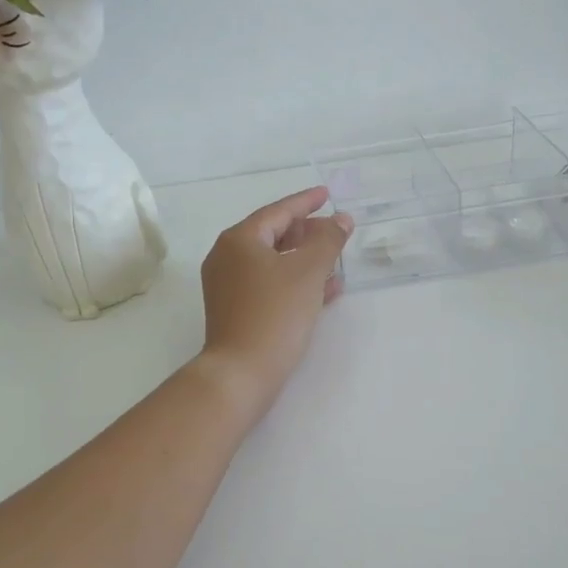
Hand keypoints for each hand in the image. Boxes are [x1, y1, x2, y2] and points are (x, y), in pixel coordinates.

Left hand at [197, 188, 352, 417]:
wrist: (241, 373)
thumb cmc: (274, 314)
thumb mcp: (308, 272)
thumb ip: (328, 241)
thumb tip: (340, 219)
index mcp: (239, 240)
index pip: (278, 211)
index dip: (306, 202)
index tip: (327, 194)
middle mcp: (227, 257)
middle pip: (272, 235)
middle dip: (306, 232)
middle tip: (333, 229)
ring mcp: (228, 286)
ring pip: (272, 262)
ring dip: (304, 259)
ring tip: (335, 259)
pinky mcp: (235, 310)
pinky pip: (269, 285)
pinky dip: (295, 282)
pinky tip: (325, 291)